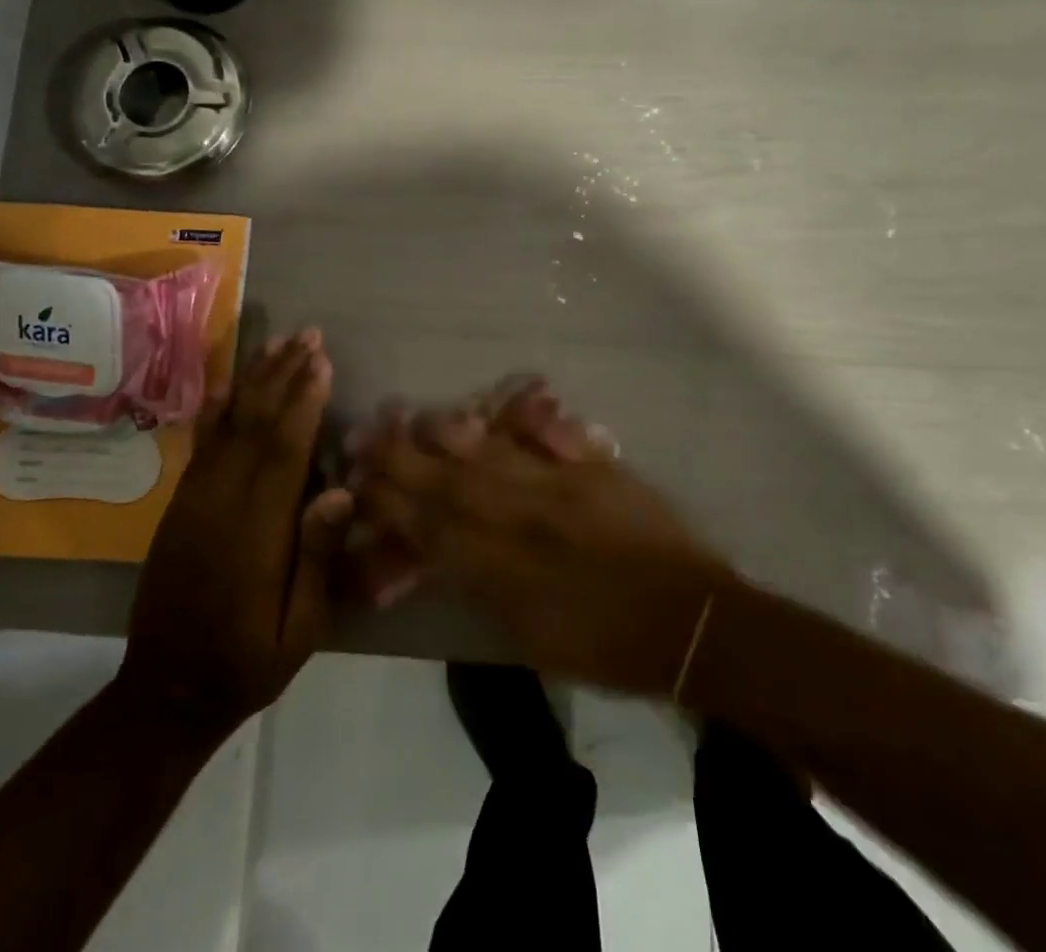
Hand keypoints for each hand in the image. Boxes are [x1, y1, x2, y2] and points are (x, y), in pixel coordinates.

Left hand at [119, 330, 350, 737]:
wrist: (166, 690)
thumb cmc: (248, 660)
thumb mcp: (299, 629)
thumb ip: (316, 558)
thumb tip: (340, 490)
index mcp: (256, 533)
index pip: (284, 451)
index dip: (303, 401)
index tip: (322, 361)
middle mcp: (221, 503)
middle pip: (255, 424)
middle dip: (282, 374)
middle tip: (307, 334)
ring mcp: (194, 500)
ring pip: (227, 425)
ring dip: (253, 380)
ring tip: (277, 342)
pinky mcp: (179, 504)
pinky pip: (200, 445)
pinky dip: (215, 408)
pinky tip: (225, 383)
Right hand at [354, 382, 732, 695]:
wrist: (688, 623)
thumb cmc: (604, 646)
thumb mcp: (529, 636)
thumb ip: (480, 588)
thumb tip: (437, 554)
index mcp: (504, 568)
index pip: (430, 527)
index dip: (389, 502)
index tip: (356, 480)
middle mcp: (524, 518)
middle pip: (449, 482)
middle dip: (401, 458)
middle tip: (365, 431)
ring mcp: (563, 485)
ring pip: (492, 451)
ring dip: (448, 432)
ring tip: (414, 415)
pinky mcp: (597, 467)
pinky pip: (557, 434)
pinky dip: (530, 414)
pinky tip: (508, 400)